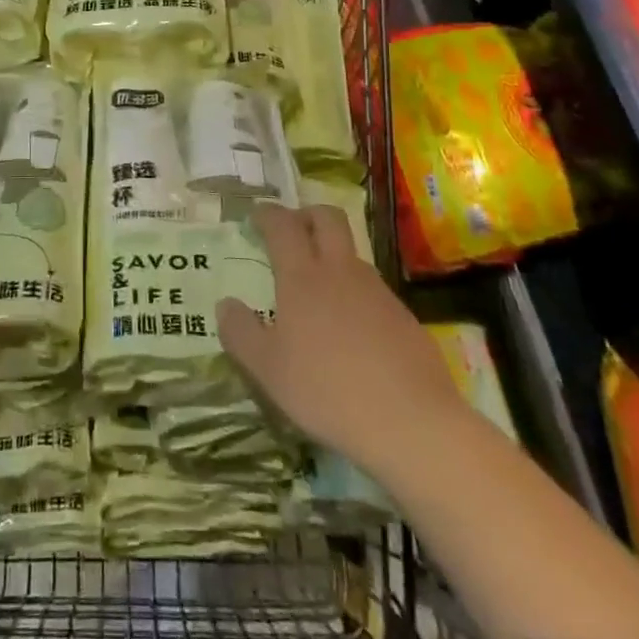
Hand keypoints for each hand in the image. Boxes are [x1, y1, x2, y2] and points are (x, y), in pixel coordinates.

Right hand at [219, 203, 465, 475]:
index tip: (257, 216)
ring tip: (318, 289)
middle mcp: (340, 271)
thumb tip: (226, 304)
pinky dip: (355, 293)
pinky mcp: (404, 316)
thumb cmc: (327, 391)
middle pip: (327, 218)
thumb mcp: (267, 370)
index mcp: (302, 276)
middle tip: (292, 232)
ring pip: (352, 253)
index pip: (283, 225)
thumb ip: (241, 333)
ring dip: (333, 255)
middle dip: (307, 215)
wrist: (412, 424)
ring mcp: (377, 291)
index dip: (268, 214)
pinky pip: (373, 289)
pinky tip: (351, 330)